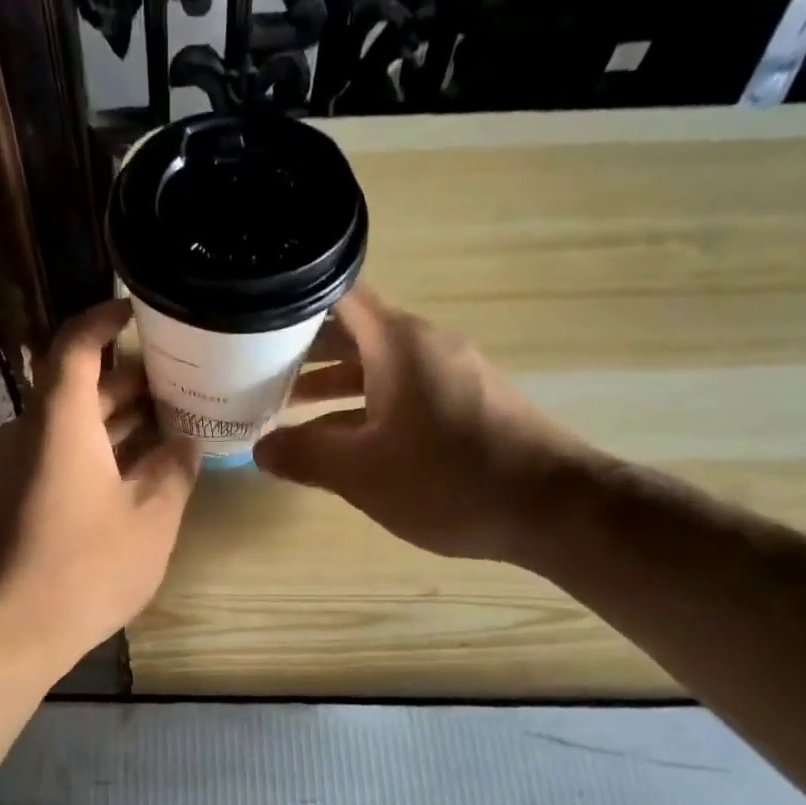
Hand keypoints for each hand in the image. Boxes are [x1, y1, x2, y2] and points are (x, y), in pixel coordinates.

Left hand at [0, 299, 197, 676]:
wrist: (2, 634)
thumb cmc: (83, 569)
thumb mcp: (151, 518)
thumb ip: (174, 470)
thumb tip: (185, 442)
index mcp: (60, 420)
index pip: (76, 344)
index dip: (106, 319)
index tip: (141, 310)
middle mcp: (30, 431)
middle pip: (79, 385)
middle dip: (130, 378)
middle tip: (183, 379)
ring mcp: (15, 467)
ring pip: (72, 425)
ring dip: (118, 420)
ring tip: (172, 421)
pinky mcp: (12, 499)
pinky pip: (59, 456)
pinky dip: (98, 451)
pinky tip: (137, 472)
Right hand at [254, 289, 594, 563]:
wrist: (553, 509)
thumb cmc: (448, 479)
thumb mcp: (361, 472)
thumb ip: (305, 455)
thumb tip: (261, 449)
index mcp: (397, 342)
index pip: (336, 295)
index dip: (292, 300)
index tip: (252, 317)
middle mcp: (424, 344)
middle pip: (353, 330)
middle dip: (303, 349)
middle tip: (252, 368)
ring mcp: (450, 372)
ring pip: (377, 365)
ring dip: (333, 383)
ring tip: (286, 405)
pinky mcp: (466, 402)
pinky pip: (401, 390)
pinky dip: (366, 404)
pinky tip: (343, 439)